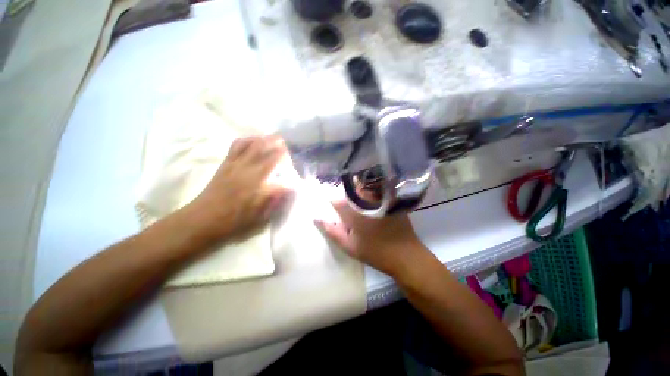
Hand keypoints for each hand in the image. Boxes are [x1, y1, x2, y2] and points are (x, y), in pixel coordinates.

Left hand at [185, 135, 292, 242]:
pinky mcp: (226, 163)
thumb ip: (275, 200)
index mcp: (257, 184)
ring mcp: (235, 164)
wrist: (203, 219)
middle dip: (281, 148)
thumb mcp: (259, 217)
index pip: (279, 169)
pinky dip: (249, 140)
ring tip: (276, 141)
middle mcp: (248, 170)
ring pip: (254, 144)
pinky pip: (238, 145)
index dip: (289, 166)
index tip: (294, 168)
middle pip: (267, 150)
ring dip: (267, 140)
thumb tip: (289, 187)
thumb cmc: (234, 221)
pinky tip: (255, 141)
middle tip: (288, 151)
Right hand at [316, 201, 427, 275]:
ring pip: (363, 188)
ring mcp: (379, 198)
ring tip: (361, 208)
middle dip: (346, 197)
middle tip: (349, 211)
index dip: (333, 204)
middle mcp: (365, 200)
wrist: (405, 255)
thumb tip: (317, 218)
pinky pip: (377, 190)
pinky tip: (373, 205)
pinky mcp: (390, 199)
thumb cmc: (375, 252)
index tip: (334, 210)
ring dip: (358, 193)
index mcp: (353, 211)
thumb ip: (332, 231)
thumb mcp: (349, 246)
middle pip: (350, 191)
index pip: (336, 200)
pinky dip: (371, 193)